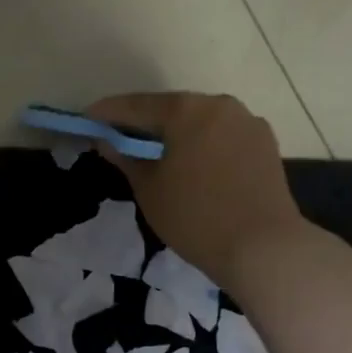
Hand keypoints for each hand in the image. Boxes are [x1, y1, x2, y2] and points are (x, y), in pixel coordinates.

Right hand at [86, 92, 307, 289]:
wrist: (264, 247)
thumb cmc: (196, 217)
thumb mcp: (149, 189)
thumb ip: (125, 159)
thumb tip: (107, 141)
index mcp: (186, 110)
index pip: (136, 105)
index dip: (107, 113)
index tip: (87, 119)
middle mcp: (219, 105)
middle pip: (171, 108)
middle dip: (143, 122)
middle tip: (118, 137)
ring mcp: (247, 122)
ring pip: (200, 120)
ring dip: (175, 132)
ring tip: (154, 152)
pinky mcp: (265, 143)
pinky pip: (222, 135)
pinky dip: (201, 143)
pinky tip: (191, 163)